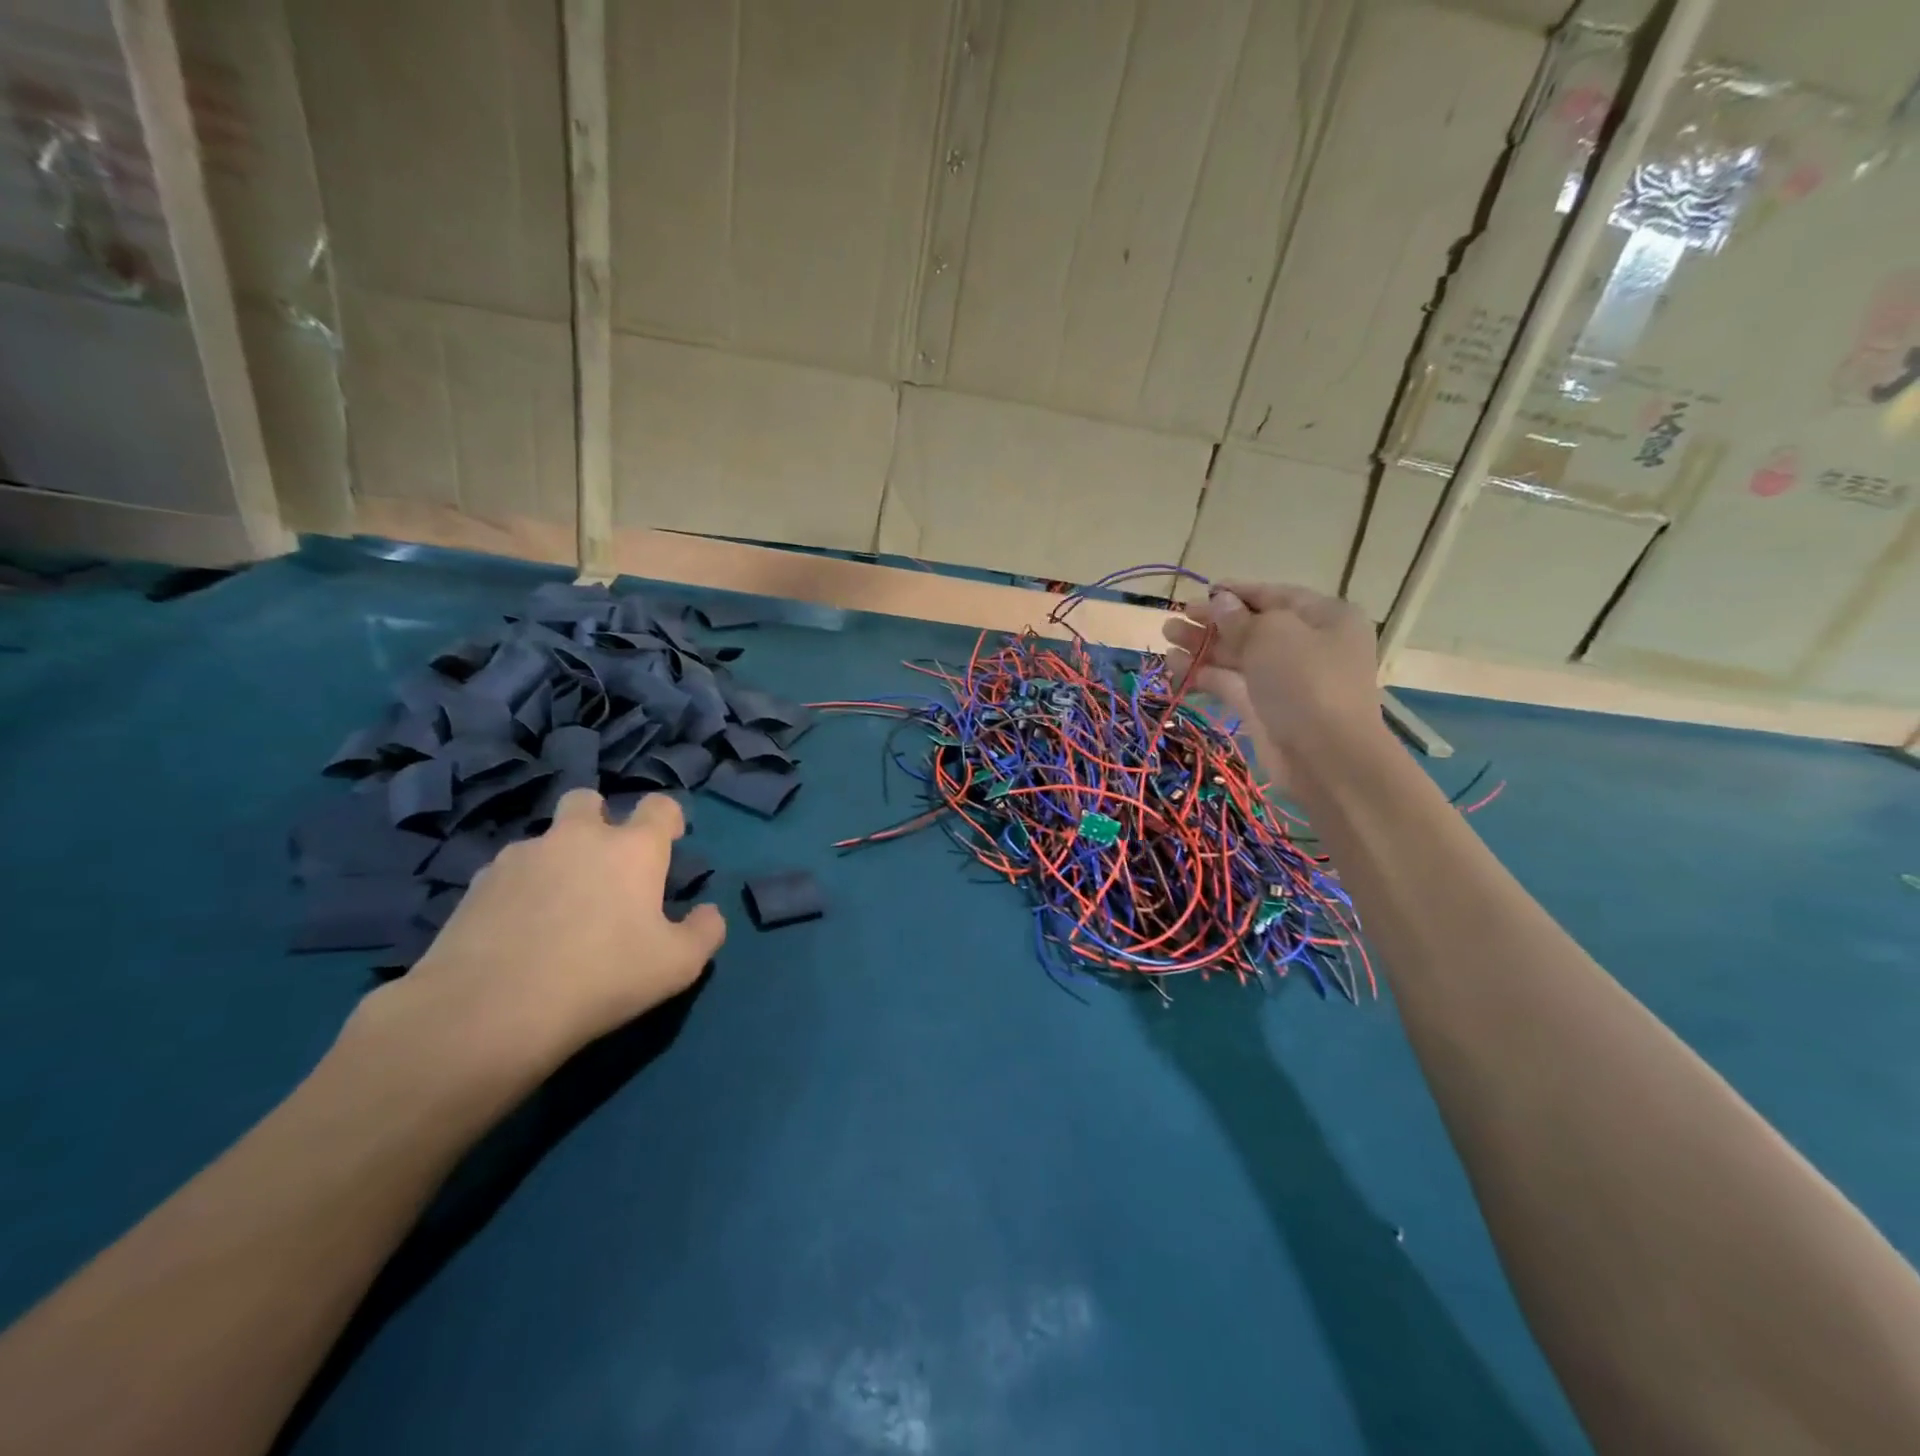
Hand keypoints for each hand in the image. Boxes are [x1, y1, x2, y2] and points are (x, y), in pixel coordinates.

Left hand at [352, 791, 725, 1089]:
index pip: (659, 806)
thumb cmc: (601, 977)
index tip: (670, 843)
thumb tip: (708, 913)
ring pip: (545, 840)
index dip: (668, 819)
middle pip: (588, 800)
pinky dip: (520, 891)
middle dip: (599, 819)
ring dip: (557, 859)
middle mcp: (577, 838)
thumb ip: (705, 931)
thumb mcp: (678, 965)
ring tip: (557, 911)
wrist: (488, 1011)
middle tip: (605, 865)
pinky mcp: (476, 885)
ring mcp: (521, 857)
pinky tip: (518, 932)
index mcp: (632, 848)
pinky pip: (508, 874)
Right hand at [1163, 582, 1383, 786]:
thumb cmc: (1305, 681)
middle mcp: (1307, 644)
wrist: (1325, 756)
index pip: (1274, 595)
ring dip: (1203, 646)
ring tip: (1167, 637)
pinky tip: (1175, 665)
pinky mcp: (1264, 708)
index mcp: (1324, 617)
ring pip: (1238, 656)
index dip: (1236, 592)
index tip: (1201, 592)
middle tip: (1175, 618)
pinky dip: (1205, 673)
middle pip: (1252, 626)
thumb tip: (1220, 602)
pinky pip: (1231, 683)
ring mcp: (1285, 679)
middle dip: (1212, 621)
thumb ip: (1239, 618)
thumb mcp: (1272, 635)